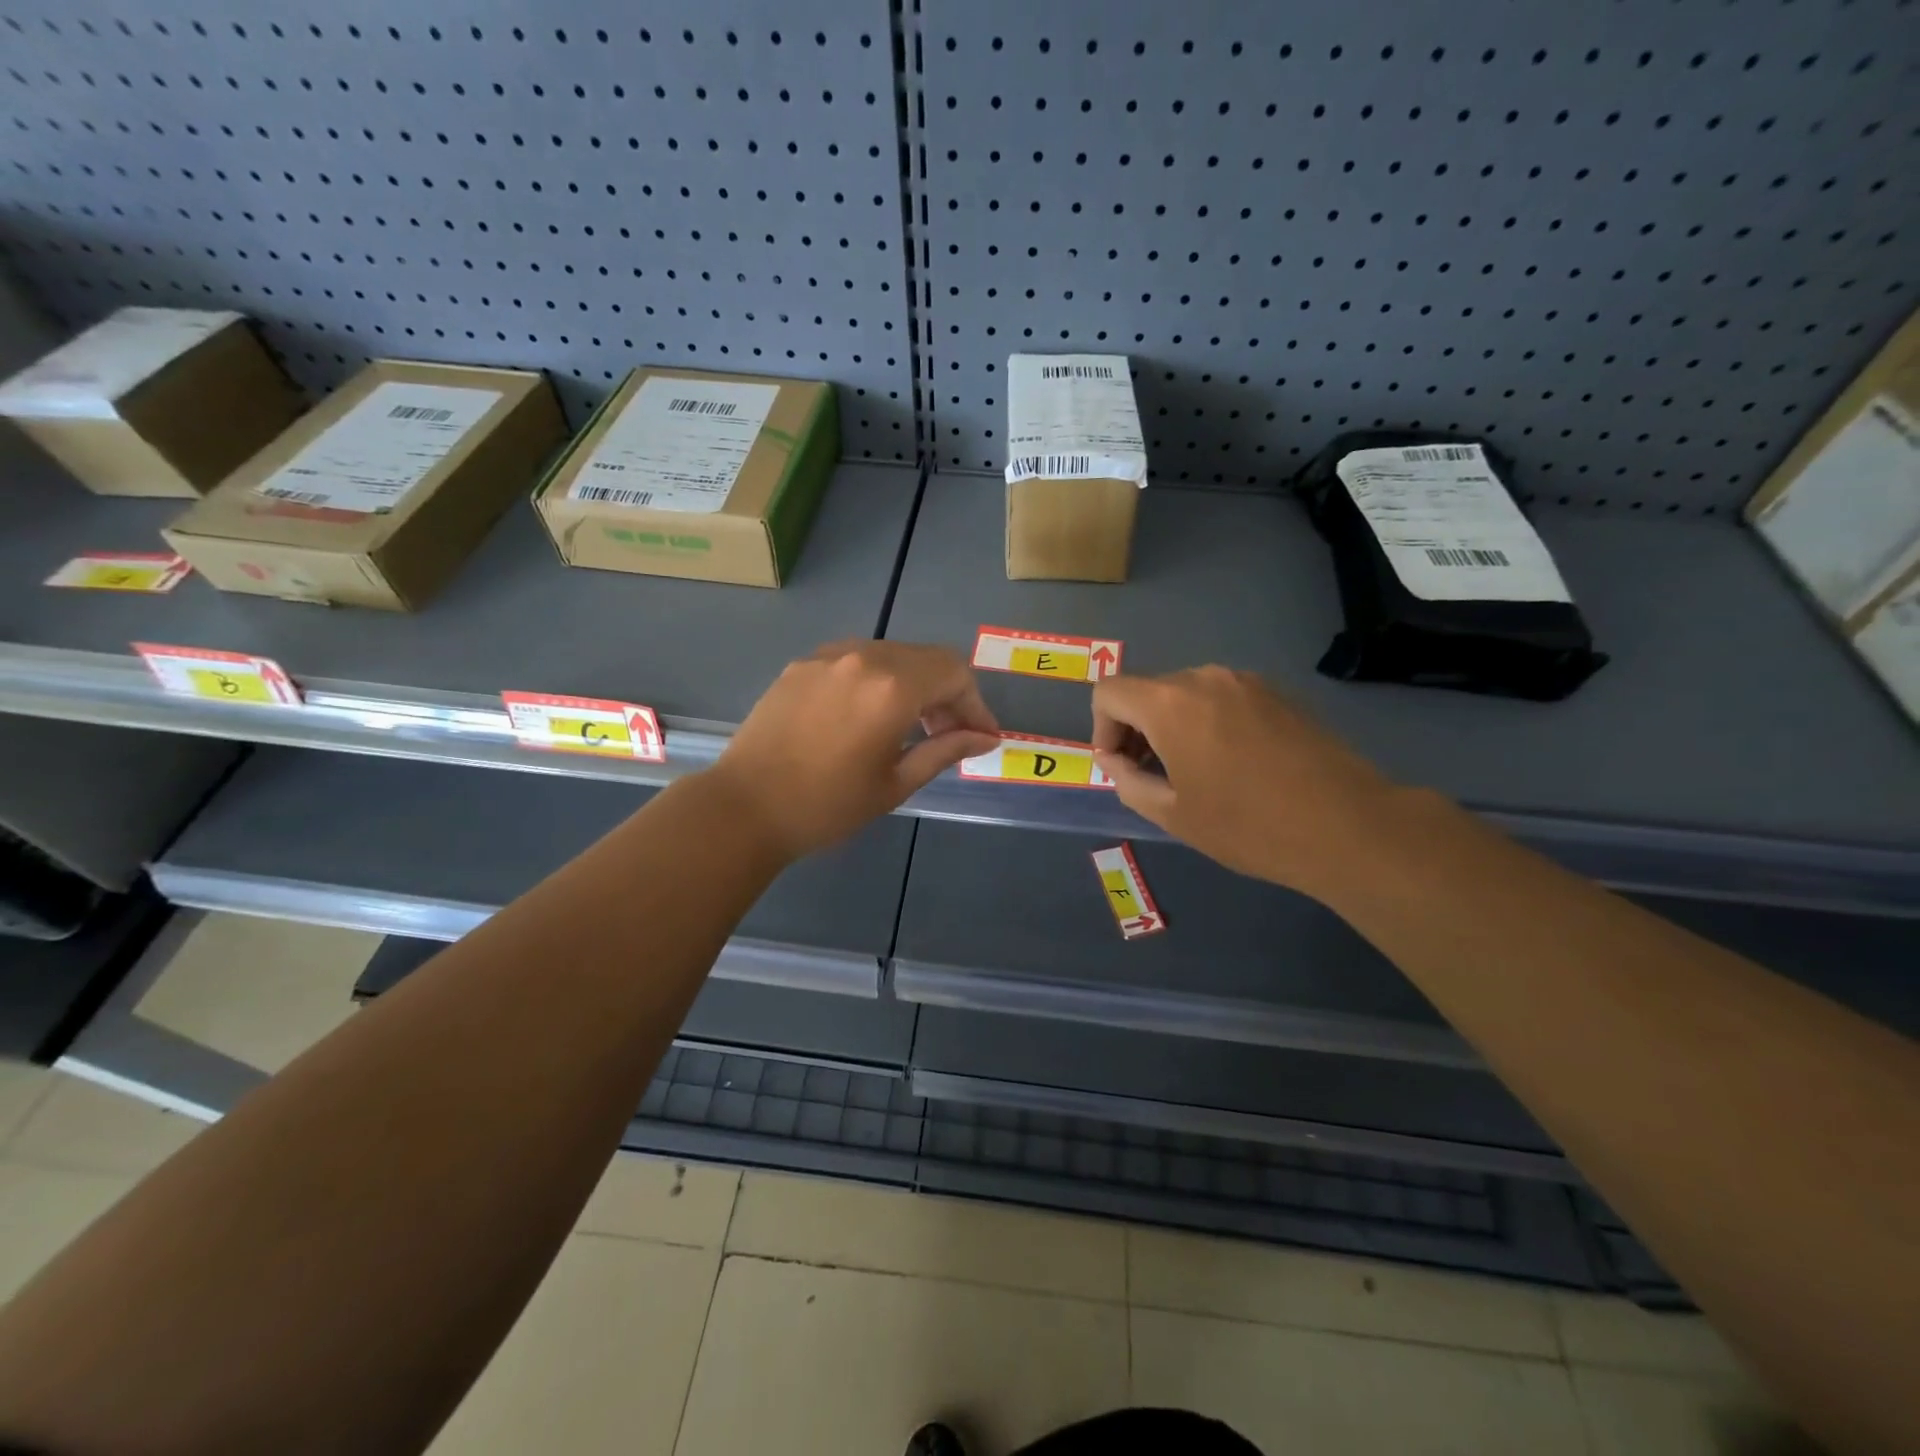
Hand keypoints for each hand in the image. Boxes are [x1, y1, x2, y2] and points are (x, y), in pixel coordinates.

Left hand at [709, 640, 1000, 858]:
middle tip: (949, 734)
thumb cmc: (826, 805)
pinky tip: (868, 715)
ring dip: (914, 683)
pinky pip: (857, 660)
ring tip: (910, 725)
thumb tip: (986, 737)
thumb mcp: (895, 783)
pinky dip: (878, 680)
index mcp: (893, 687)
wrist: (744, 807)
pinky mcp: (802, 663)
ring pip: (892, 655)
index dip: (976, 704)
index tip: (982, 737)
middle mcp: (864, 657)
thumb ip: (944, 750)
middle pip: (927, 659)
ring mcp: (829, 656)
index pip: (955, 674)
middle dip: (948, 694)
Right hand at [1092, 667, 1405, 893]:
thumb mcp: (1172, 814)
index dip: (1102, 729)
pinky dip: (1207, 722)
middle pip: (1147, 690)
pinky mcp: (1277, 693)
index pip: (1109, 693)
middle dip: (1136, 729)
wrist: (1348, 825)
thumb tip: (1113, 760)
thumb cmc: (1248, 825)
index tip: (1121, 767)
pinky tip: (1232, 764)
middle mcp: (1204, 678)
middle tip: (1150, 776)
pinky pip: (1221, 698)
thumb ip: (1127, 780)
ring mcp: (1246, 681)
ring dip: (1172, 726)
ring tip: (1193, 773)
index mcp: (1170, 703)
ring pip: (1185, 694)